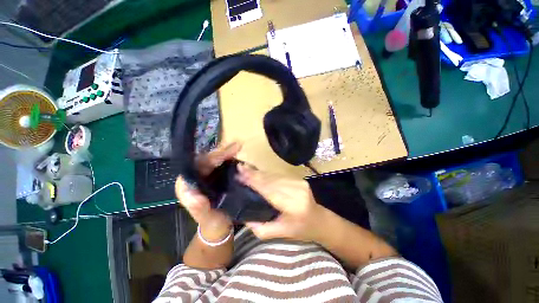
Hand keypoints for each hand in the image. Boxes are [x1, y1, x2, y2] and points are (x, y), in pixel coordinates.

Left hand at [175, 142, 240, 240]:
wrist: (218, 227)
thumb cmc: (211, 223)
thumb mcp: (206, 217)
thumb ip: (199, 207)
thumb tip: (193, 192)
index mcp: (186, 185)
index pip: (196, 165)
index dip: (211, 158)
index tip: (226, 155)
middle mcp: (193, 178)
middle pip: (206, 160)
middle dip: (221, 152)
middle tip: (237, 146)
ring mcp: (204, 176)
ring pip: (213, 160)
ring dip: (225, 153)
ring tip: (238, 147)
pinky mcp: (212, 177)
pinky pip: (219, 164)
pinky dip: (228, 158)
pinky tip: (236, 155)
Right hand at [237, 164, 325, 241]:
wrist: (318, 220)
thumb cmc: (300, 229)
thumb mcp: (280, 234)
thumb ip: (261, 228)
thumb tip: (245, 217)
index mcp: (293, 207)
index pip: (270, 191)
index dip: (254, 182)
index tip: (241, 175)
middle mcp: (297, 192)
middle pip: (271, 180)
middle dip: (254, 174)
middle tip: (239, 168)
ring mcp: (300, 183)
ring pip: (275, 176)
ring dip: (260, 173)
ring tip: (246, 169)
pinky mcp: (300, 179)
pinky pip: (280, 176)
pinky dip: (268, 175)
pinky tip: (258, 173)